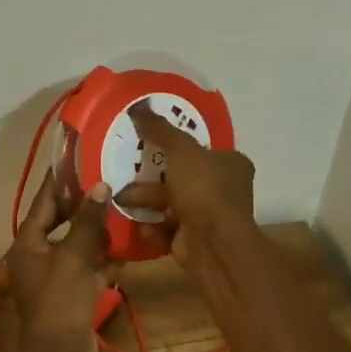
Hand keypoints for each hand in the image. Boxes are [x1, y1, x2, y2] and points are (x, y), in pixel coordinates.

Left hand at [4, 174, 114, 351]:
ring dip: (98, 233)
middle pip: (61, 224)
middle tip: (107, 183)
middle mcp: (38, 257)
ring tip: (122, 211)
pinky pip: (89, 269)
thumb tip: (99, 186)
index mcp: (28, 244)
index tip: (76, 160)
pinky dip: (104, 261)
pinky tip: (127, 250)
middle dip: (84, 207)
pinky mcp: (72, 295)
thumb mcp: (75, 256)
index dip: (59, 182)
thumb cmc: (61, 300)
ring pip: (78, 246)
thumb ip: (88, 221)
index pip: (43, 203)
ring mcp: (55, 278)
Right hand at [120, 100, 256, 269]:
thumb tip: (138, 106)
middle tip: (126, 170)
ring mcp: (209, 217)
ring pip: (170, 203)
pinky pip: (167, 228)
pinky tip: (137, 223)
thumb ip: (159, 129)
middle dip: (153, 176)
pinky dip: (152, 226)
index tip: (149, 142)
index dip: (177, 144)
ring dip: (146, 200)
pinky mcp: (194, 240)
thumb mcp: (180, 150)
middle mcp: (224, 189)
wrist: (214, 245)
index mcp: (230, 164)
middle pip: (182, 176)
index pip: (202, 148)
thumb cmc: (203, 189)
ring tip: (120, 197)